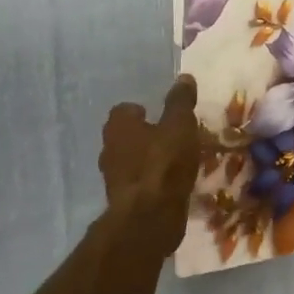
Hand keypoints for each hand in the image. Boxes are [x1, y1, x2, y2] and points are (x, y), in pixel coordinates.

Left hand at [98, 75, 199, 243]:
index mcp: (118, 126)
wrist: (150, 216)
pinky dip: (151, 181)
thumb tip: (183, 77)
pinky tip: (170, 184)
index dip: (141, 110)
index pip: (123, 110)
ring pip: (130, 161)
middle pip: (125, 136)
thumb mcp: (180, 125)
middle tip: (170, 137)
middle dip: (144, 135)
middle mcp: (109, 149)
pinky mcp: (123, 201)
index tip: (158, 115)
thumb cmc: (164, 162)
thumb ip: (180, 101)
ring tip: (174, 162)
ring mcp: (113, 178)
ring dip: (147, 160)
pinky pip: (138, 183)